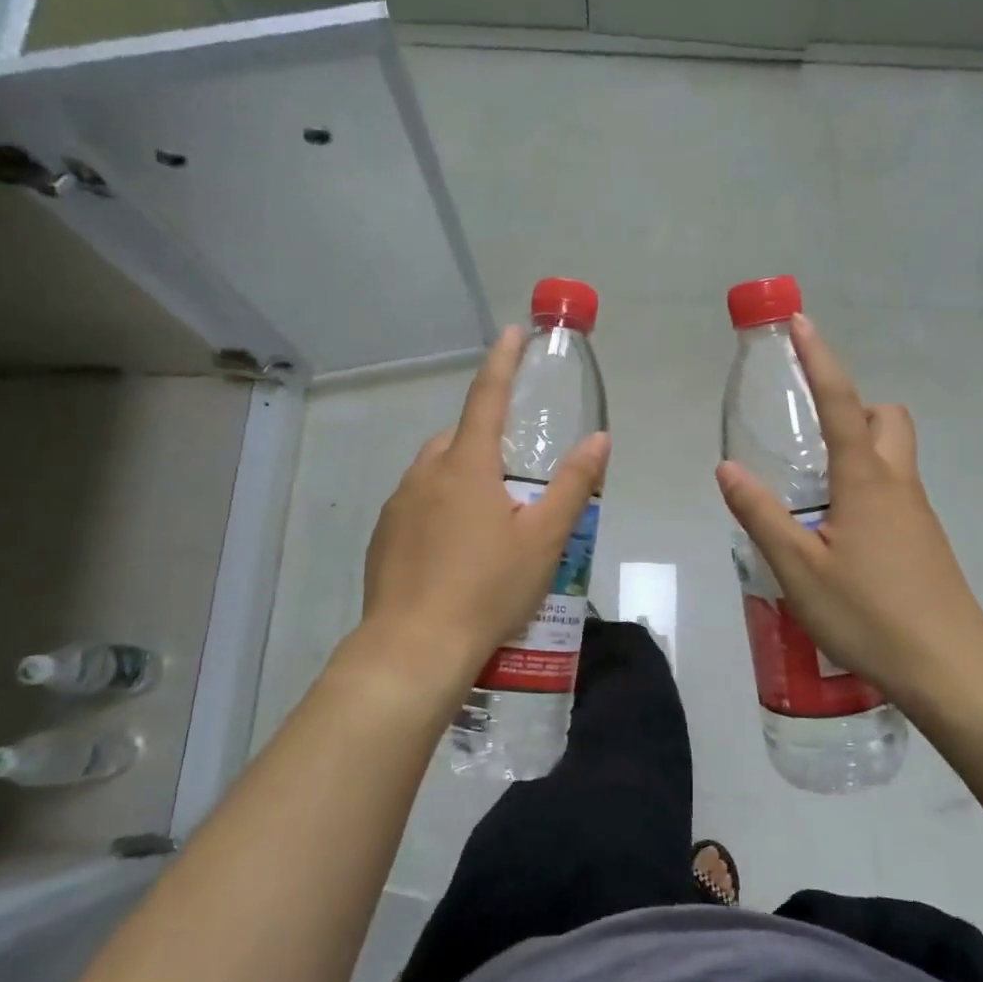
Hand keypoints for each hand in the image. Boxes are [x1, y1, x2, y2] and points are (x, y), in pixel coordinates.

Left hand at [358, 327, 609, 706]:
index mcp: (467, 465)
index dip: (502, 362)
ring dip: (462, 478)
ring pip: (435, 473)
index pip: (486, 396)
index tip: (512, 334)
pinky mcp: (384, 537)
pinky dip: (439, 510)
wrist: (415, 647)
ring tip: (489, 523)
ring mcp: (399, 505)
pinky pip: (417, 504)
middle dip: (486, 440)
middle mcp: (426, 474)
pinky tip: (456, 552)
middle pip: (459, 438)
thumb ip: (574, 485)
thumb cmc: (488, 588)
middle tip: (516, 477)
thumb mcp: (545, 538)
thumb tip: (599, 439)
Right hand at [715, 313, 982, 708]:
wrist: (949, 666)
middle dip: (853, 408)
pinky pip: (894, 491)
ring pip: (893, 456)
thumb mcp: (798, 567)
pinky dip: (866, 488)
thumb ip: (761, 514)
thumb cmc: (869, 613)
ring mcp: (917, 512)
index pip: (841, 403)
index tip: (800, 324)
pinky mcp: (924, 540)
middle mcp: (898, 483)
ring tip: (811, 494)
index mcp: (866, 480)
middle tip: (811, 437)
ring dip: (858, 451)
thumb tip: (727, 468)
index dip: (819, 360)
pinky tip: (838, 536)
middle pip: (887, 418)